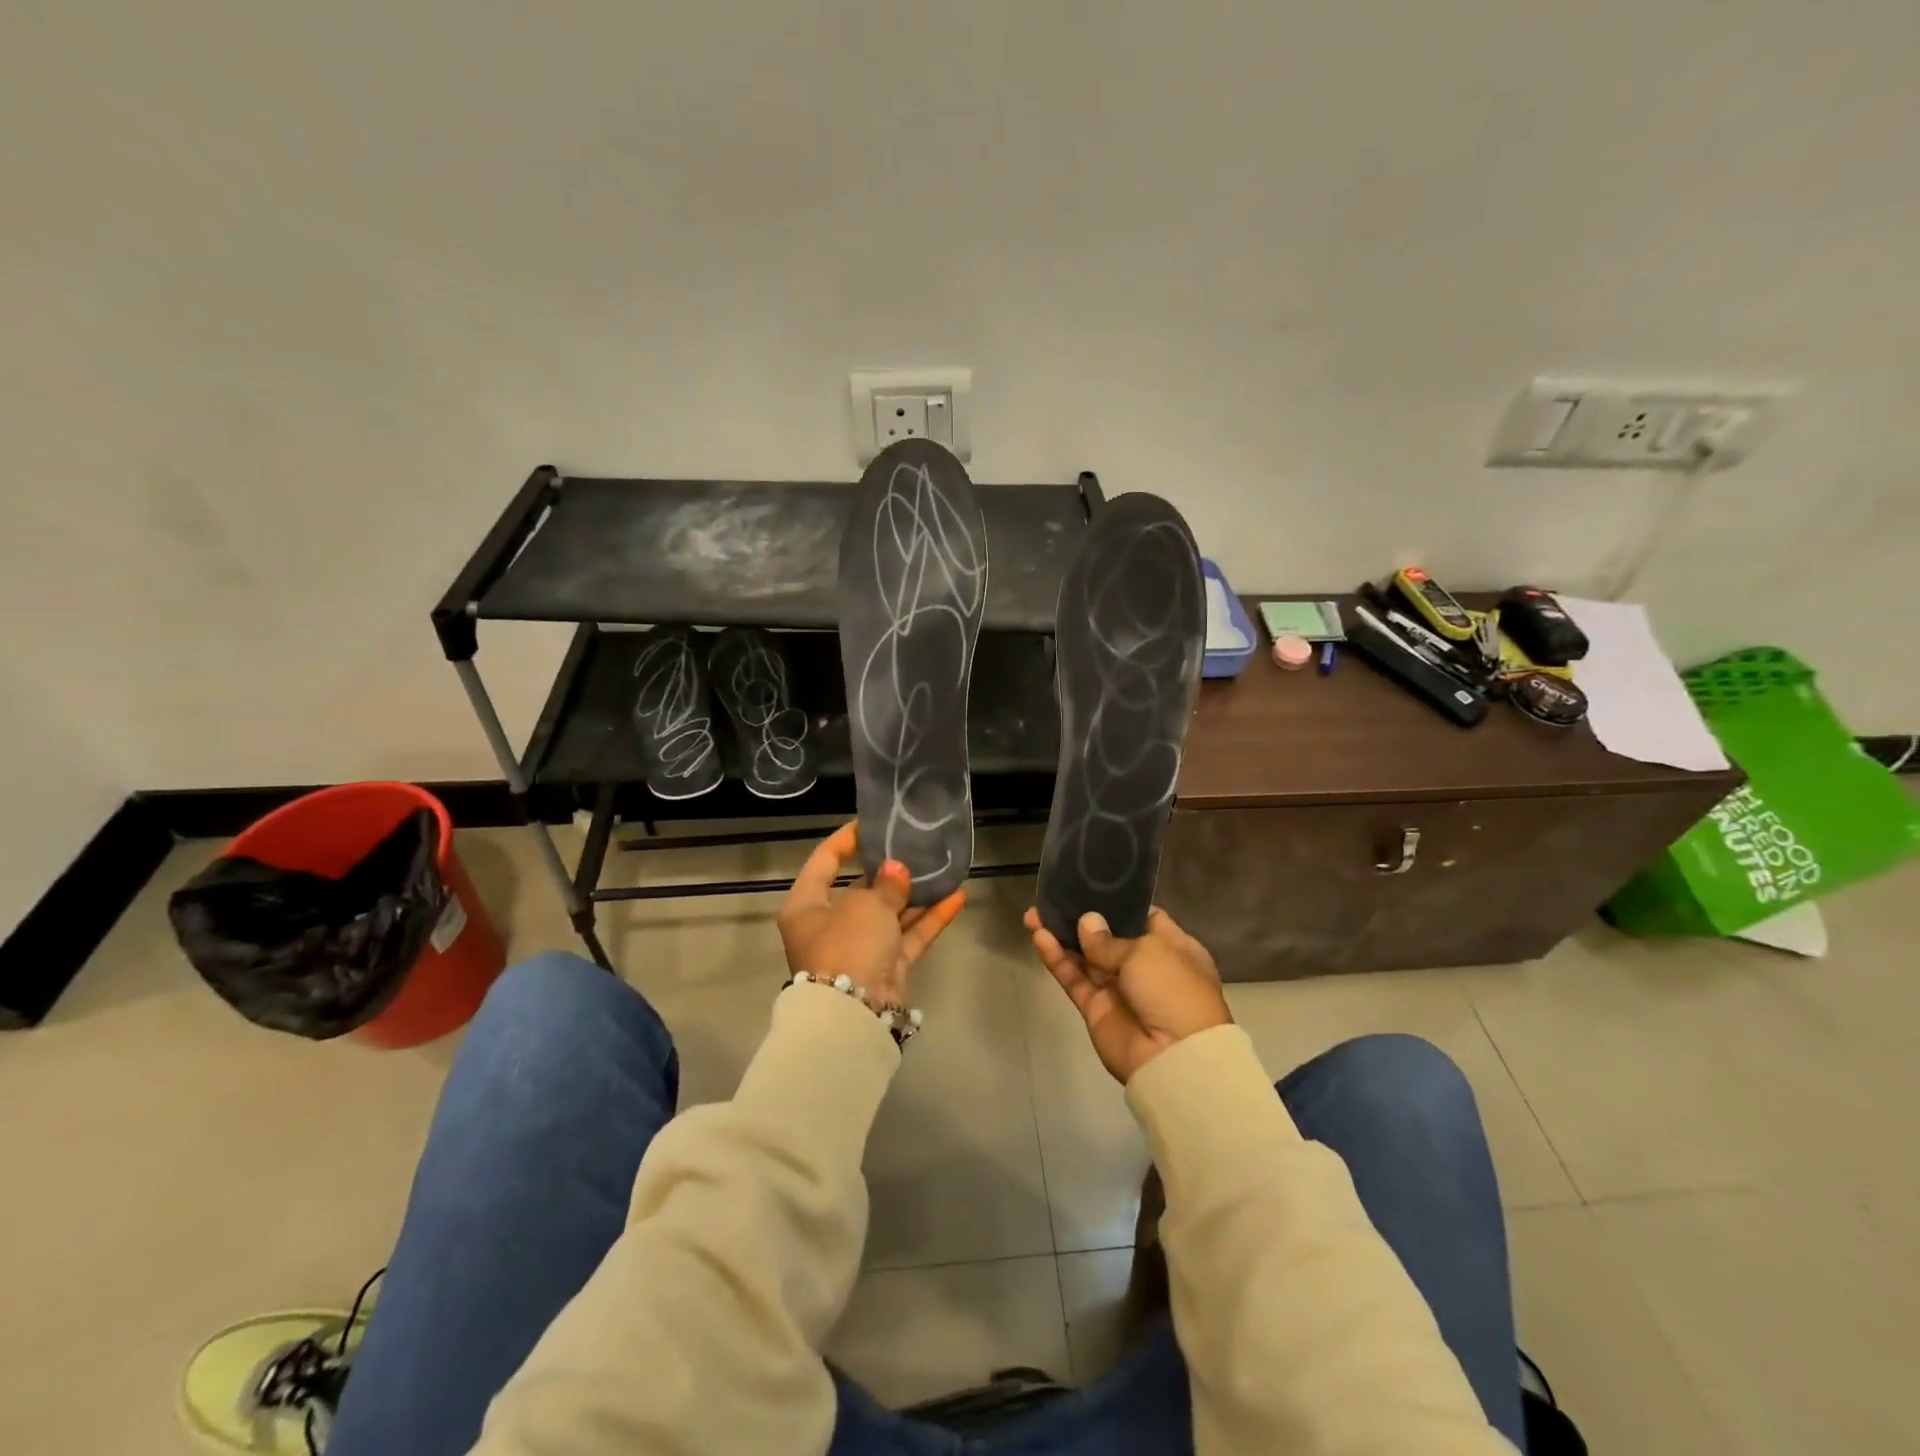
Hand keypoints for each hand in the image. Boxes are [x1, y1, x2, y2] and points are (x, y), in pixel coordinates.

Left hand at [779, 823, 965, 1005]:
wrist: (855, 1015)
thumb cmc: (847, 945)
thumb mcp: (865, 905)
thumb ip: (886, 884)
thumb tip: (897, 871)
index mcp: (807, 906)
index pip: (823, 862)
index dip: (845, 841)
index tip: (870, 824)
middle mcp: (829, 926)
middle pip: (860, 890)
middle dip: (888, 871)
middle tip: (914, 846)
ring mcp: (859, 949)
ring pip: (889, 914)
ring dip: (915, 894)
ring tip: (942, 868)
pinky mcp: (886, 968)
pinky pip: (908, 936)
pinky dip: (930, 919)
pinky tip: (957, 897)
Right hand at [1024, 906, 1232, 1083]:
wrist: (1174, 1057)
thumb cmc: (1173, 989)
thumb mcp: (1148, 951)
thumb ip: (1110, 938)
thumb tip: (1087, 924)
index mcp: (1172, 947)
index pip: (1143, 918)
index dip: (1117, 904)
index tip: (1091, 886)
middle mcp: (1146, 966)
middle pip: (1107, 937)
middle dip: (1081, 919)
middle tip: (1053, 899)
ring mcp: (1119, 988)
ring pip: (1085, 957)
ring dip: (1061, 936)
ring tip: (1034, 914)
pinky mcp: (1096, 1009)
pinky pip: (1074, 979)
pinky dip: (1057, 960)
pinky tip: (1039, 938)